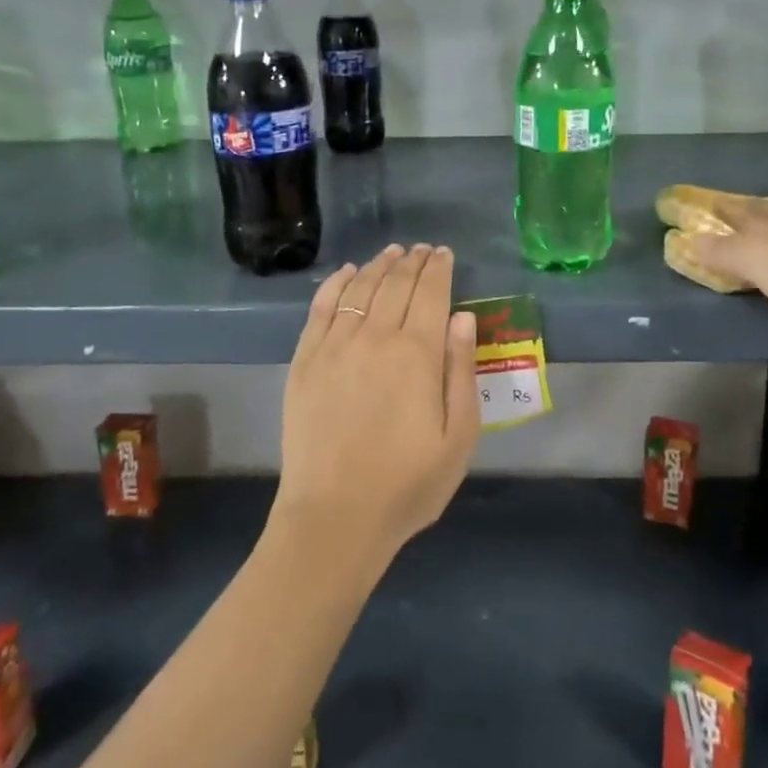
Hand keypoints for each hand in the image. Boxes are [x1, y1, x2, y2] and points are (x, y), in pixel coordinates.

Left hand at [271, 244, 479, 566]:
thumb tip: (463, 317)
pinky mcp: (305, 361)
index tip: (443, 253)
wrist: (334, 518)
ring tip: (392, 253)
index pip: (430, 293)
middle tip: (422, 249)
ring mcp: (335, 346)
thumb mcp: (459, 436)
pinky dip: (336, 284)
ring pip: (360, 288)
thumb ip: (461, 371)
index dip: (438, 268)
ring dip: (379, 266)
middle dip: (412, 261)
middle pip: (396, 284)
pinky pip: (321, 308)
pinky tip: (347, 273)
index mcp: (418, 353)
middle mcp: (375, 337)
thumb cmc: (408, 484)